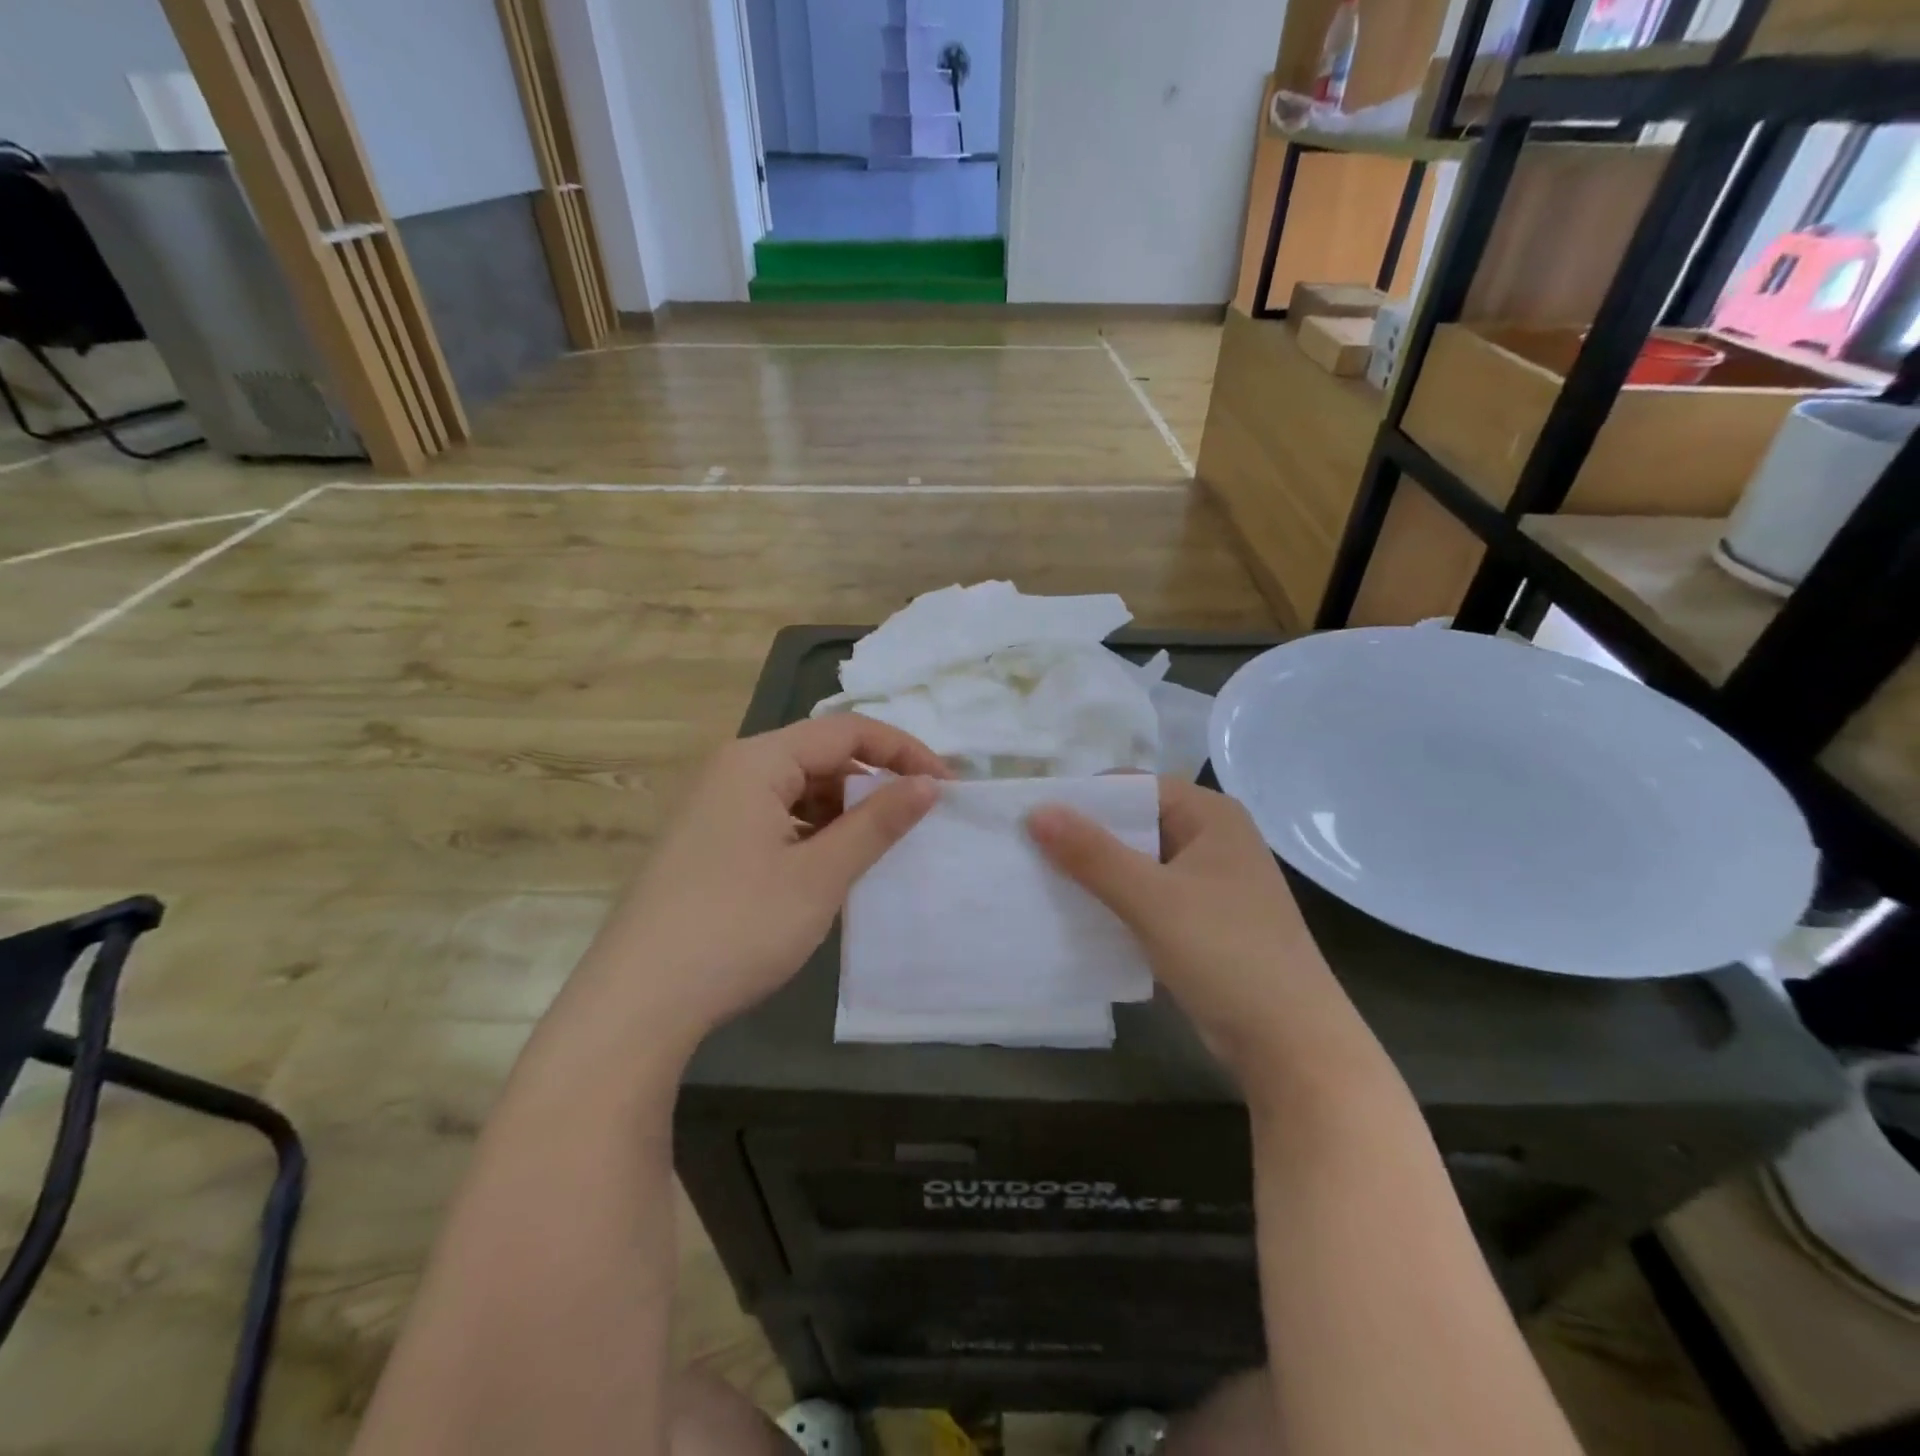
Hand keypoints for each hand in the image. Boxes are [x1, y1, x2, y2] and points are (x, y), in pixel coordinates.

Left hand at [572, 715, 948, 1057]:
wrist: (637, 1003)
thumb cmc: (738, 927)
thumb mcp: (821, 875)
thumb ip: (878, 822)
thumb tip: (929, 784)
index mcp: (758, 760)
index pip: (847, 731)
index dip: (903, 751)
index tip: (946, 785)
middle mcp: (731, 770)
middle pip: (819, 755)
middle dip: (872, 782)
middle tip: (915, 820)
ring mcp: (713, 807)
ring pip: (796, 790)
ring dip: (842, 811)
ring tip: (875, 848)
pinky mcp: (706, 842)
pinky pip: (773, 818)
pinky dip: (811, 833)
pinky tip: (827, 868)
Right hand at [1027, 778, 1373, 1084]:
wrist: (1291, 1044)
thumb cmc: (1227, 954)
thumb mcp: (1152, 899)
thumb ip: (1092, 854)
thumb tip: (1036, 810)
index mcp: (1211, 815)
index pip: (1135, 787)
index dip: (1085, 799)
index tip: (1034, 819)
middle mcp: (1212, 839)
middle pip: (1135, 823)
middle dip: (1085, 837)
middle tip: (1028, 852)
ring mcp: (1209, 883)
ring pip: (1138, 863)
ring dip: (1096, 872)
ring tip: (1042, 882)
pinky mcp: (1201, 921)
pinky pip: (1147, 896)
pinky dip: (1115, 901)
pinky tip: (1078, 915)